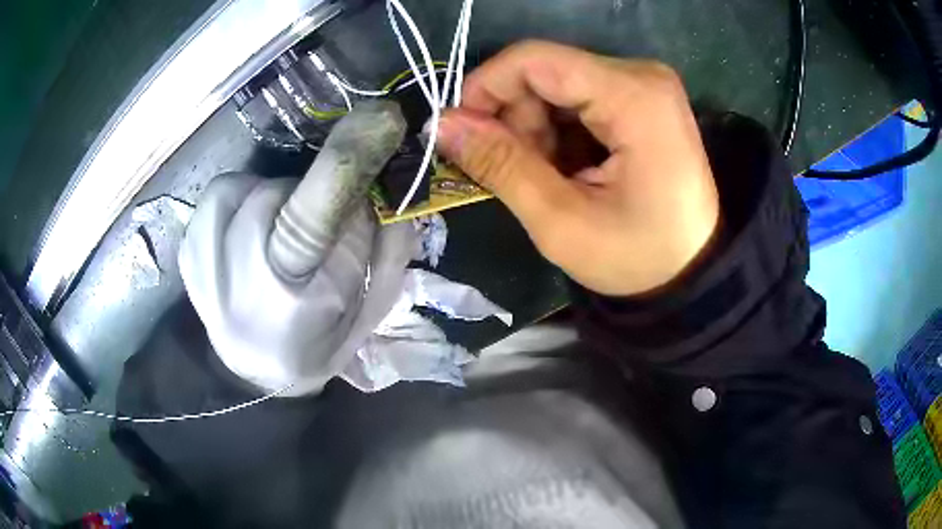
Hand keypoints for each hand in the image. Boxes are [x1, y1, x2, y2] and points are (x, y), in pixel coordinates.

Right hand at [436, 41, 719, 295]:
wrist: (692, 272)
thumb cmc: (638, 257)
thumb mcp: (562, 222)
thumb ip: (500, 165)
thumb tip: (442, 123)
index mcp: (634, 97)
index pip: (534, 60)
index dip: (485, 88)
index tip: (464, 134)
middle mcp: (641, 75)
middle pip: (545, 71)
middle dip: (516, 119)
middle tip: (520, 173)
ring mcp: (644, 84)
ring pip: (557, 84)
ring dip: (536, 129)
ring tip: (551, 178)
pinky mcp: (642, 97)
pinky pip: (578, 97)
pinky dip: (559, 131)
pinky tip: (570, 168)